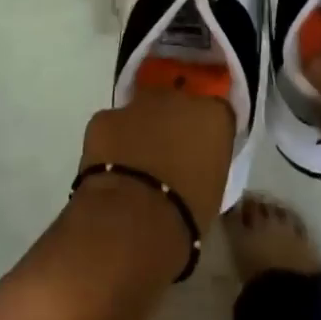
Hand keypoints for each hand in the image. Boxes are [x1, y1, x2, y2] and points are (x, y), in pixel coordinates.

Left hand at [76, 89, 233, 250]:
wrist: (133, 220)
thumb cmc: (186, 214)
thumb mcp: (214, 189)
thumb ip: (206, 163)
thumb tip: (194, 164)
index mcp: (214, 116)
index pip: (216, 113)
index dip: (205, 132)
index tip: (200, 152)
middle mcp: (179, 98)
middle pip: (177, 103)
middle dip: (172, 123)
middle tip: (166, 155)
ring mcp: (138, 104)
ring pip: (141, 111)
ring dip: (140, 129)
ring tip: (134, 164)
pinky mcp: (104, 117)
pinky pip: (110, 126)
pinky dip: (110, 142)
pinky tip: (109, 167)